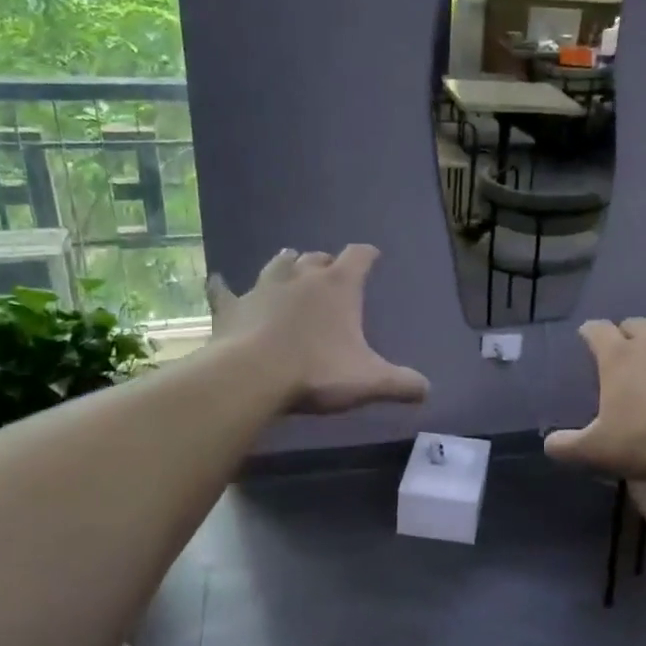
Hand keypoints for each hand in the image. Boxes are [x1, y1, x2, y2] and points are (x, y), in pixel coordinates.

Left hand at [207, 246, 429, 413]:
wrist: (254, 376)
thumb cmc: (318, 372)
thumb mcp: (370, 381)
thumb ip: (402, 384)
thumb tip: (427, 390)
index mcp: (338, 287)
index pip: (358, 257)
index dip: (367, 255)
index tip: (372, 256)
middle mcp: (301, 278)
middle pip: (317, 258)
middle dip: (325, 262)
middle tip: (330, 271)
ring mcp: (263, 289)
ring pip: (277, 265)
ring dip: (286, 264)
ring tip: (290, 263)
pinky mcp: (232, 308)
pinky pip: (225, 291)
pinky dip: (224, 288)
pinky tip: (218, 282)